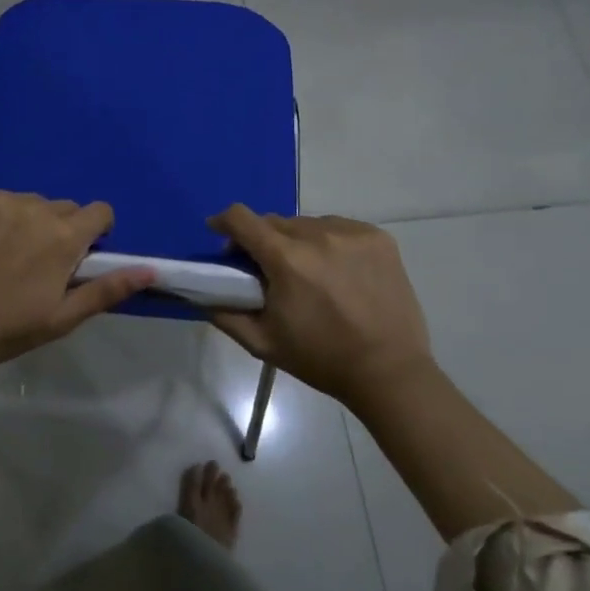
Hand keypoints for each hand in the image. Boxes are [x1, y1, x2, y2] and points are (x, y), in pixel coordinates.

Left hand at [0, 192, 153, 372]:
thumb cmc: (6, 328)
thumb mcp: (62, 317)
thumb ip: (107, 289)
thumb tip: (151, 269)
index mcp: (64, 236)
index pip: (100, 212)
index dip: (95, 232)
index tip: (77, 256)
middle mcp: (36, 208)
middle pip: (63, 208)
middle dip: (59, 229)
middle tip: (36, 263)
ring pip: (28, 203)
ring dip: (25, 221)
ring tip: (2, 255)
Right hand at [206, 205, 433, 406]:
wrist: (389, 372)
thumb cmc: (320, 358)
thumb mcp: (262, 342)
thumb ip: (225, 314)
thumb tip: (200, 293)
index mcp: (286, 259)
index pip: (241, 218)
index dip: (224, 222)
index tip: (220, 234)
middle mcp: (318, 235)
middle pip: (274, 222)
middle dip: (263, 240)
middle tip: (268, 269)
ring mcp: (352, 233)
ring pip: (307, 224)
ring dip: (297, 240)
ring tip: (308, 271)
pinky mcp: (378, 238)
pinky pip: (338, 228)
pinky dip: (329, 242)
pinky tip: (337, 270)